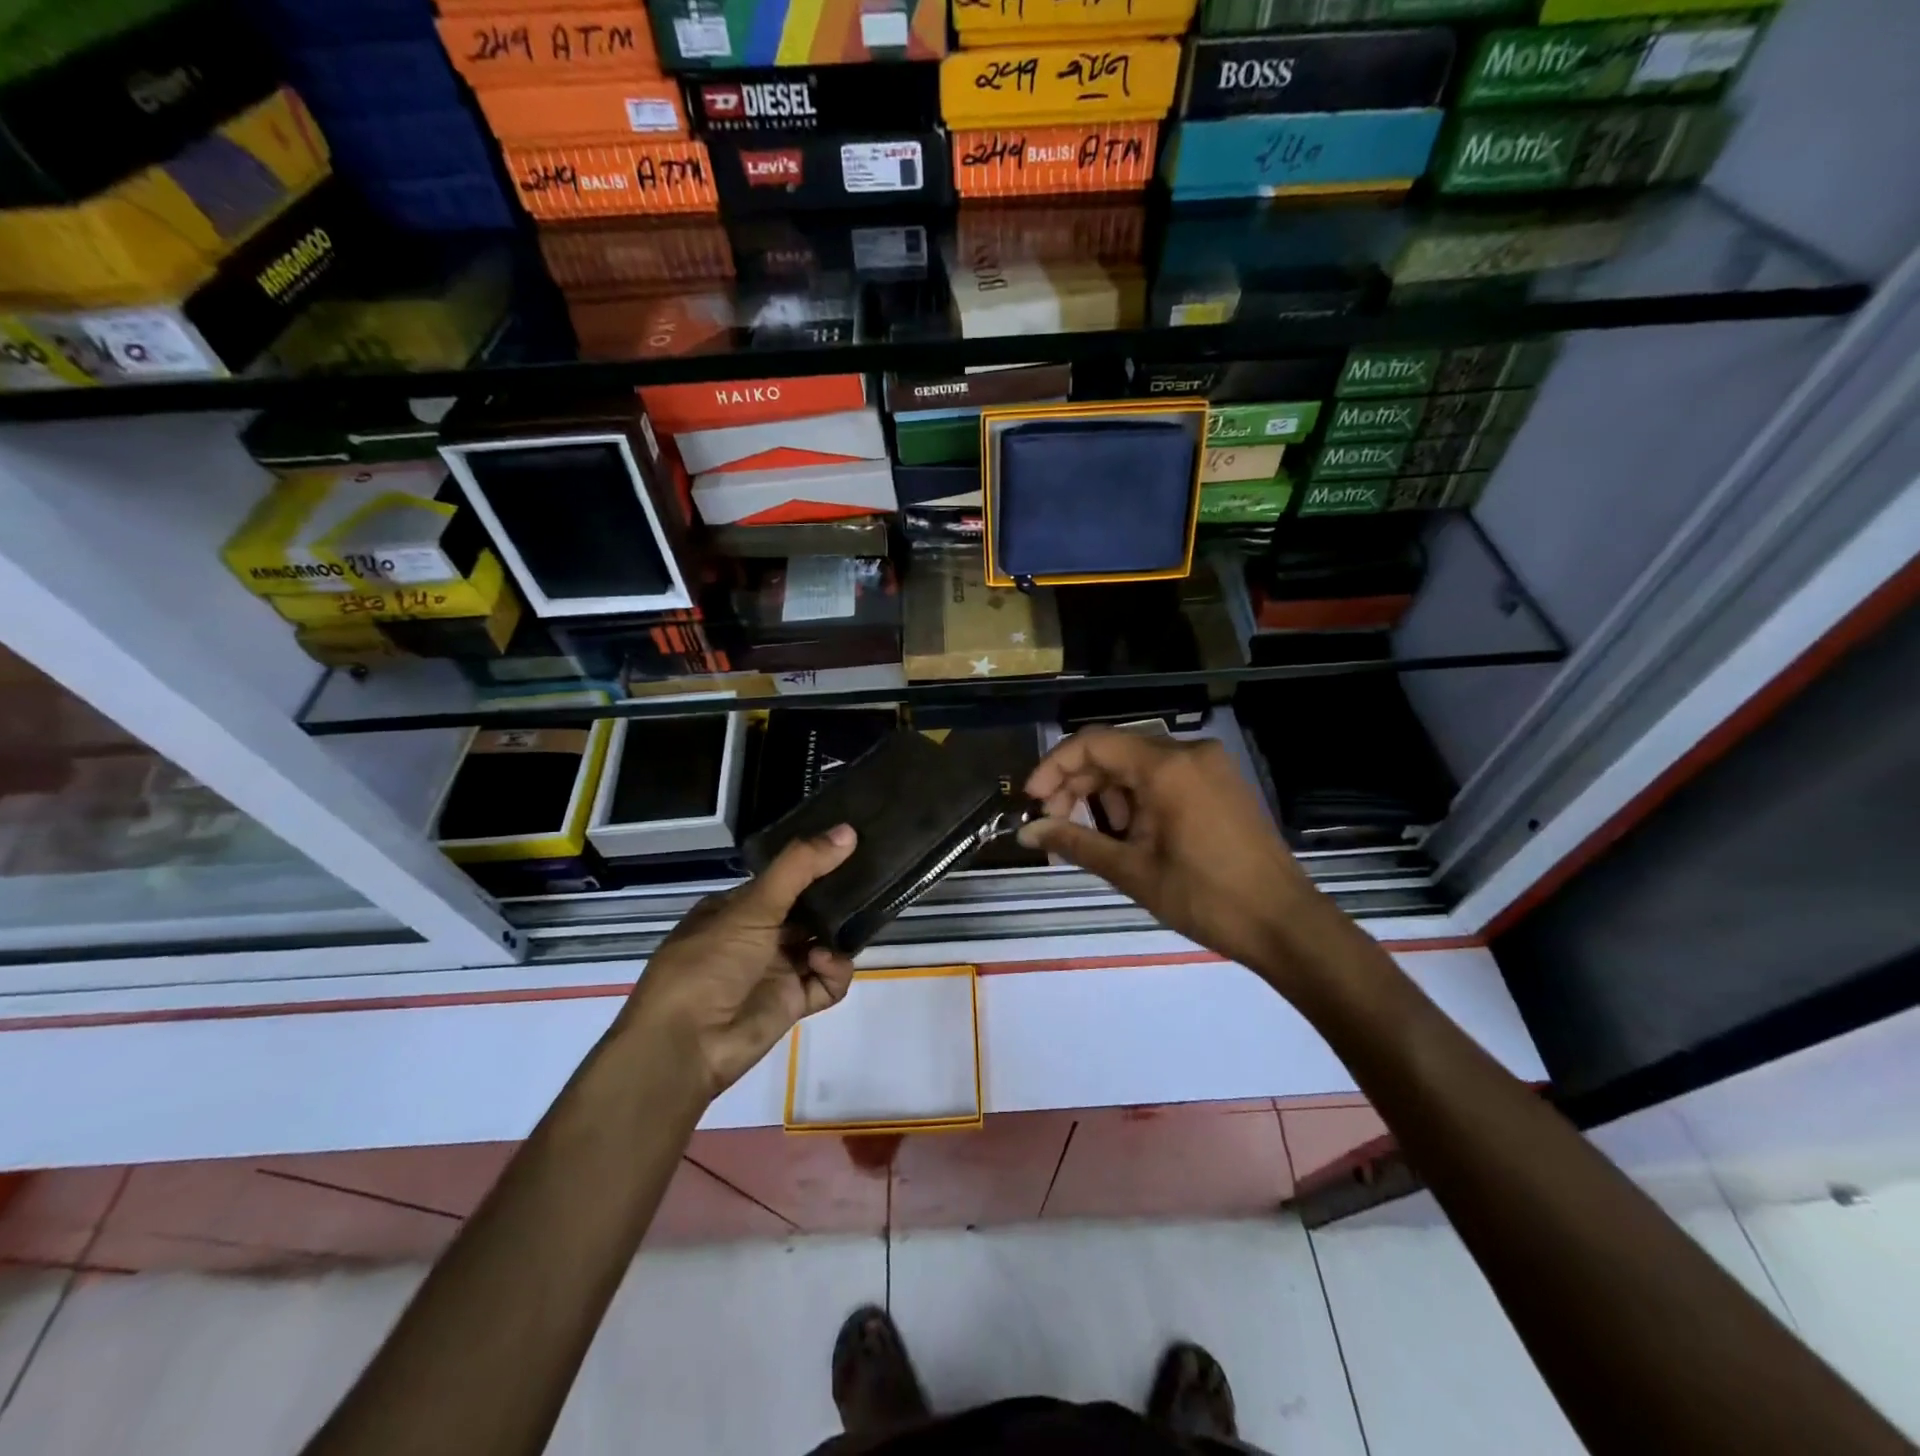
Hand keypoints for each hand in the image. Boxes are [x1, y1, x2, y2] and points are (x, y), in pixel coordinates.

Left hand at [618, 825, 858, 1099]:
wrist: (686, 1046)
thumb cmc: (709, 963)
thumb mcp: (752, 906)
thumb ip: (800, 867)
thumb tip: (848, 830)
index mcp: (737, 908)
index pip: (785, 878)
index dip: (815, 865)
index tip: (851, 849)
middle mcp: (757, 935)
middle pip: (808, 910)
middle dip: (835, 901)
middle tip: (869, 885)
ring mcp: (776, 970)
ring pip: (823, 944)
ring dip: (838, 937)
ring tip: (848, 929)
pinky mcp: (792, 1002)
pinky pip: (828, 981)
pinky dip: (835, 971)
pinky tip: (825, 964)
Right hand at [1020, 728, 1324, 977]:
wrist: (1284, 924)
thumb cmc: (1204, 898)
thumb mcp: (1132, 871)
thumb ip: (1075, 842)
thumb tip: (1026, 832)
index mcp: (1166, 767)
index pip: (1093, 743)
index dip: (1054, 767)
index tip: (1032, 800)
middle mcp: (1188, 752)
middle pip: (1115, 752)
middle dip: (1078, 785)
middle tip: (1055, 824)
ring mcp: (1209, 766)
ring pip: (1139, 765)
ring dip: (1107, 794)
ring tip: (1097, 837)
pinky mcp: (1220, 783)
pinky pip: (1165, 776)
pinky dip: (1137, 798)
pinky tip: (1129, 833)